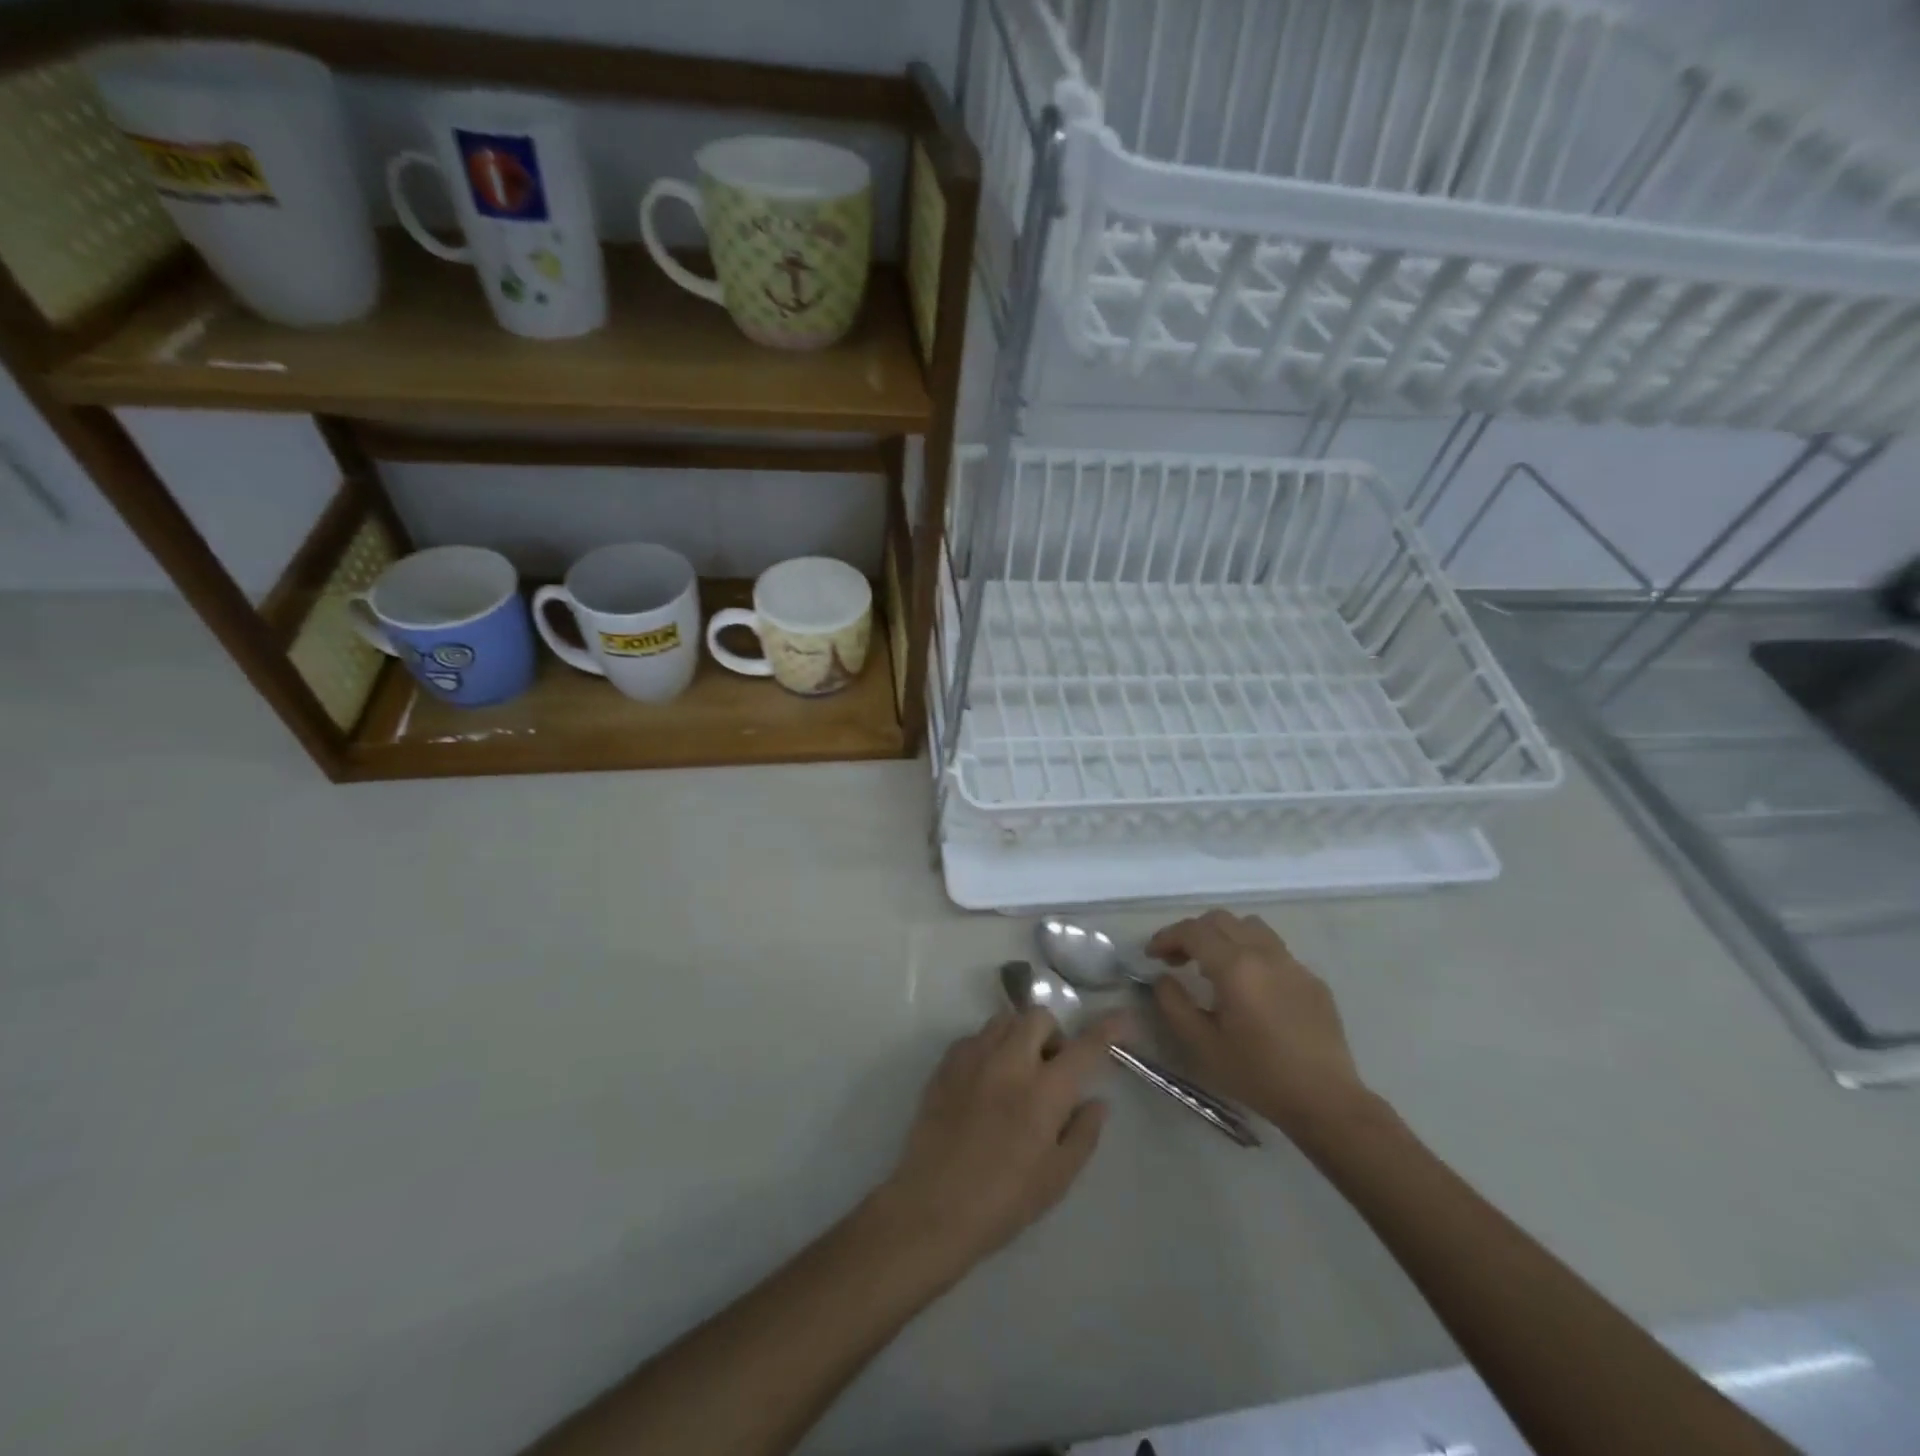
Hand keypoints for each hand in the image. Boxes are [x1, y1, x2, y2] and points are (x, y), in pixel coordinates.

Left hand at [876, 1008, 1126, 1273]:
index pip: (1084, 1047)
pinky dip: (989, 1048)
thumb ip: (1083, 1133)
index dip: (1107, 1028)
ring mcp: (973, 1058)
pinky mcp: (945, 1064)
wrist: (932, 1208)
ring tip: (1017, 1073)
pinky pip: (975, 1037)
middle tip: (1051, 1070)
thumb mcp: (1057, 1178)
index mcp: (1044, 1091)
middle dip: (1052, 1034)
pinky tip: (986, 1082)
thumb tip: (1097, 1100)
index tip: (1122, 1017)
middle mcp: (1010, 1061)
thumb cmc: (1003, 1201)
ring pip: (1004, 1020)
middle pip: (1038, 1016)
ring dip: (1019, 1036)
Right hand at [1147, 909, 1374, 1140]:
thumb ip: (1173, 1004)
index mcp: (1235, 967)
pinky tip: (1250, 987)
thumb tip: (1163, 978)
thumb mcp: (1202, 1045)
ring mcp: (1293, 963)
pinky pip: (1274, 950)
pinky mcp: (1312, 979)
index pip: (1192, 931)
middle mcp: (1264, 953)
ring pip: (1250, 926)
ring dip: (1223, 935)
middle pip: (1220, 920)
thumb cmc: (1257, 1075)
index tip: (1151, 955)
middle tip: (1177, 960)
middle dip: (1192, 933)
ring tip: (1213, 964)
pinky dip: (1251, 953)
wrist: (1326, 1101)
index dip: (1166, 937)